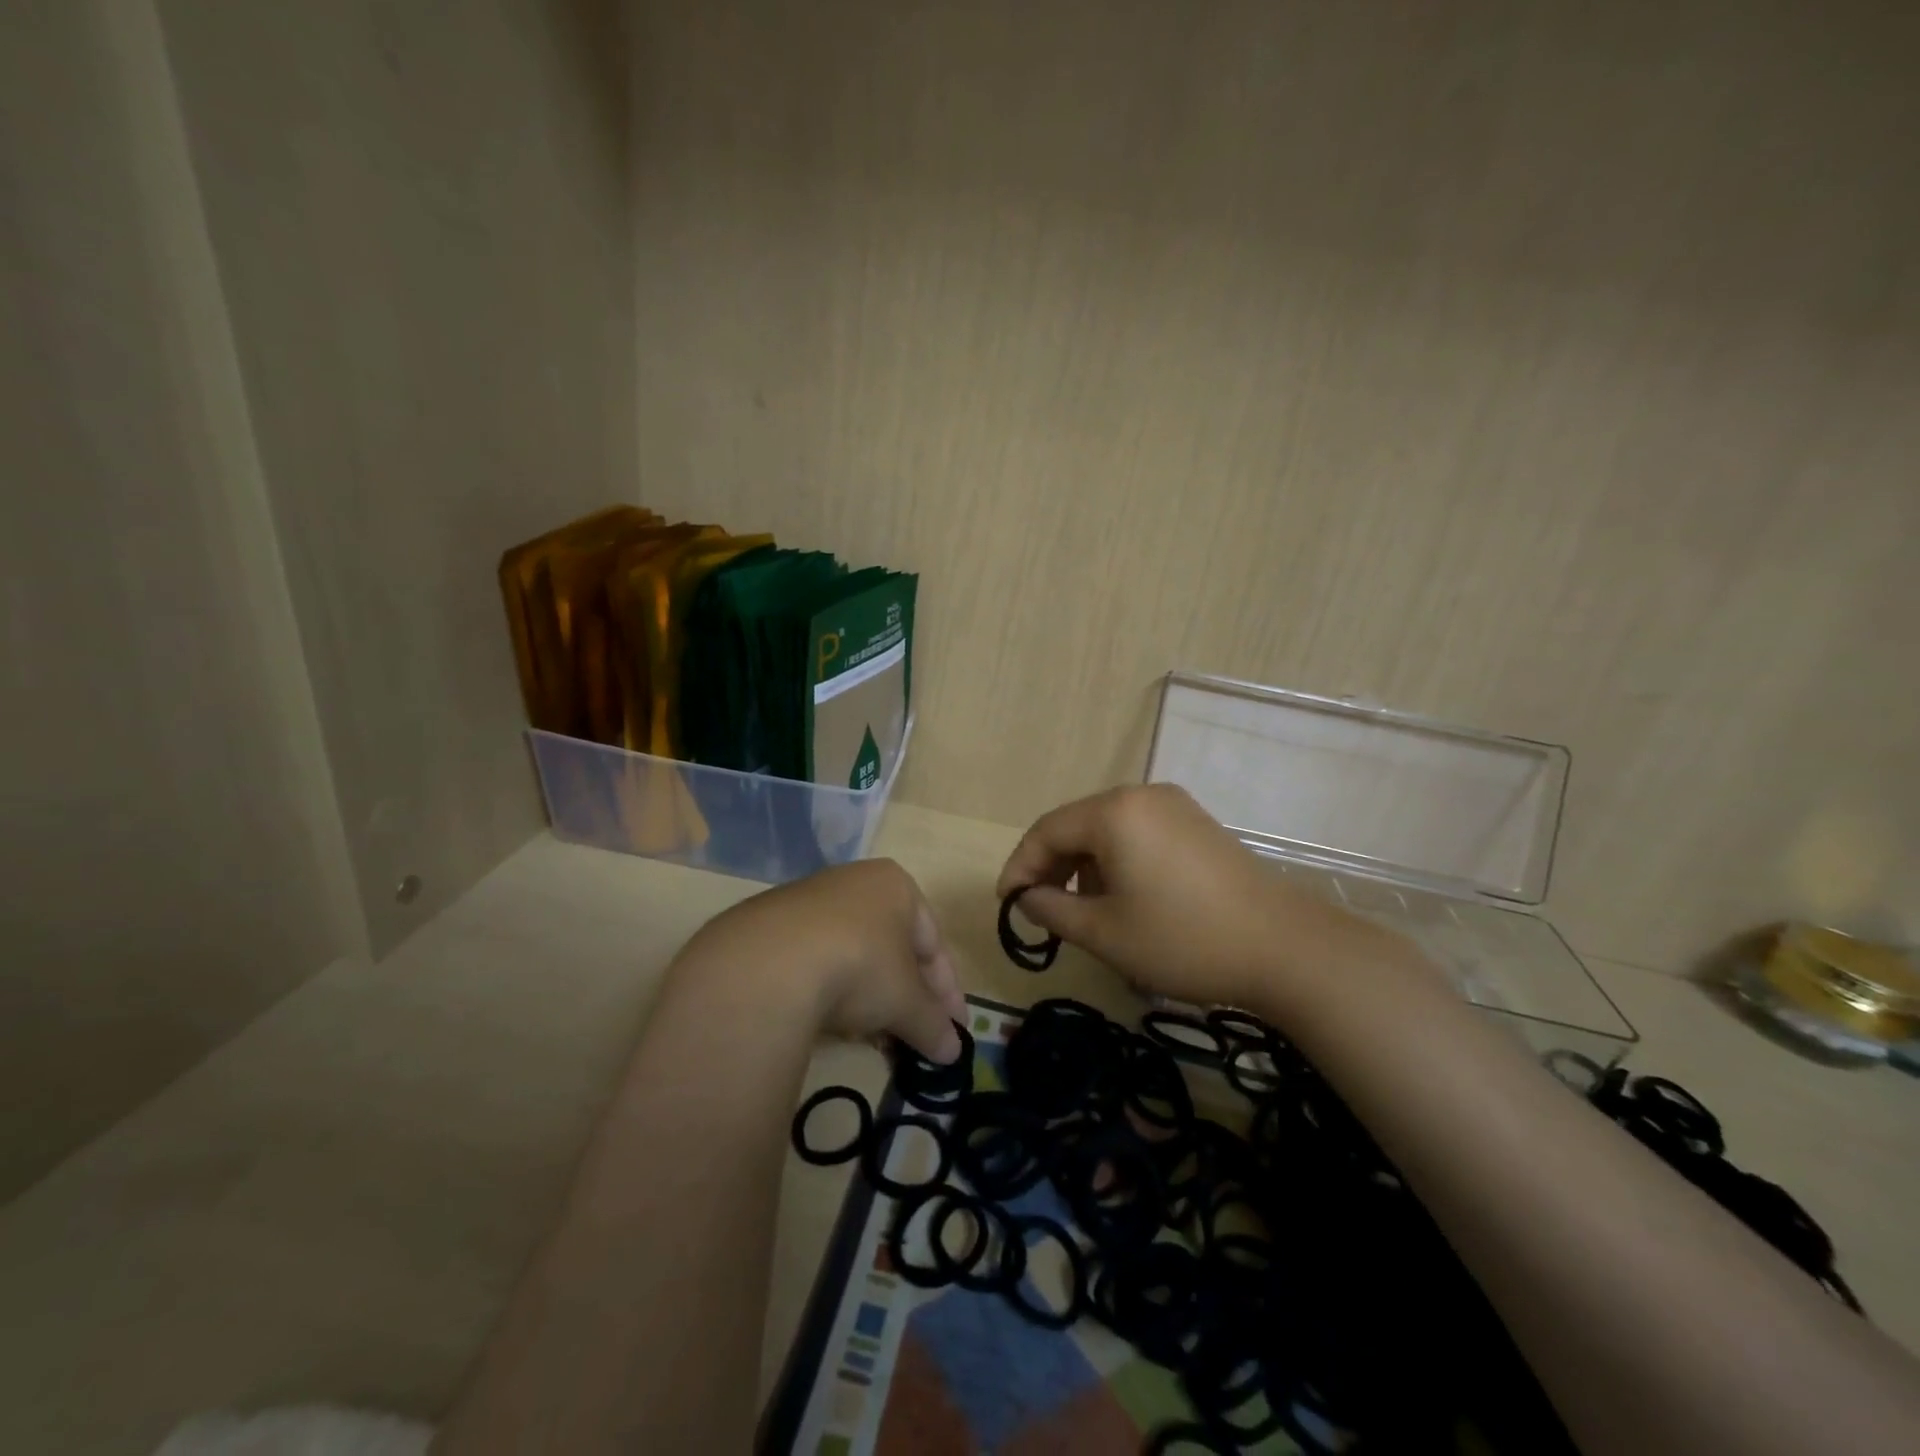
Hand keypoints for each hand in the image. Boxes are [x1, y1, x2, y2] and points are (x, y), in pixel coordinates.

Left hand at [681, 859, 967, 1063]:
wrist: (768, 964)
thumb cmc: (860, 965)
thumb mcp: (906, 1001)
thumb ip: (933, 1024)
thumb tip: (953, 1053)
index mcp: (895, 886)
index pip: (932, 942)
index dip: (947, 990)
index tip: (954, 1029)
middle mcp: (853, 883)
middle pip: (892, 948)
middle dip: (907, 997)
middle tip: (916, 1038)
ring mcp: (807, 902)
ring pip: (853, 956)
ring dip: (870, 999)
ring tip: (875, 1040)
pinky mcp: (769, 928)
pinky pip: (815, 963)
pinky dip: (830, 994)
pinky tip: (830, 1025)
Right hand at [996, 784, 1398, 1013]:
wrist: (1286, 948)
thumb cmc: (1183, 940)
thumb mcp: (1105, 933)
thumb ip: (1053, 910)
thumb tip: (1027, 898)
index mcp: (1114, 812)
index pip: (1046, 831)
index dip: (1020, 867)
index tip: (1007, 904)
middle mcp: (1142, 796)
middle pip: (1077, 825)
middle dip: (1052, 867)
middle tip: (1040, 909)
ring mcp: (1175, 807)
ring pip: (1108, 830)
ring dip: (1085, 866)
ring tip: (1084, 911)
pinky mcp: (1197, 824)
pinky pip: (1139, 834)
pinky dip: (1118, 862)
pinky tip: (1124, 897)